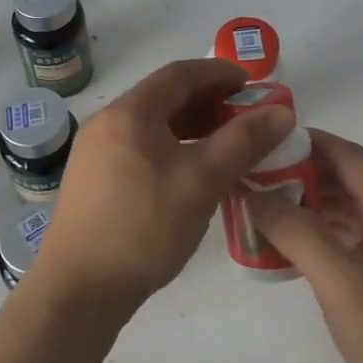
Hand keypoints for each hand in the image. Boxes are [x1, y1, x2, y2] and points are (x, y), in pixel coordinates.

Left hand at [38, 58, 295, 315]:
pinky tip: (192, 174)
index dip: (219, 73)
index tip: (253, 85)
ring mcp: (95, 153)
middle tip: (246, 118)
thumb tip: (282, 112)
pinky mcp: (93, 181)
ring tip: (225, 146)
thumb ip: (244, 141)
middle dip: (208, 103)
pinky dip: (171, 149)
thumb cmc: (144, 226)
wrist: (80, 289)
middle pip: (164, 98)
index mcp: (129, 112)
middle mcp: (107, 123)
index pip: (179, 74)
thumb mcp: (202, 180)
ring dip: (191, 128)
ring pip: (151, 126)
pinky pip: (140, 149)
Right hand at [247, 130, 362, 362]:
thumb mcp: (341, 282)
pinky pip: (355, 242)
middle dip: (306, 173)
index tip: (271, 140)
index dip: (313, 141)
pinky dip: (325, 236)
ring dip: (313, 205)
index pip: (351, 158)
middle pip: (350, 182)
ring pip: (352, 213)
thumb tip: (256, 195)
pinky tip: (299, 252)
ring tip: (270, 210)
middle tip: (260, 178)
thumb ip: (298, 234)